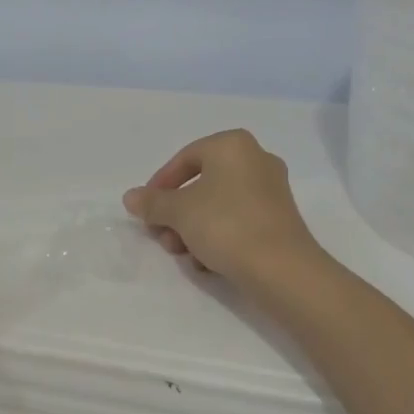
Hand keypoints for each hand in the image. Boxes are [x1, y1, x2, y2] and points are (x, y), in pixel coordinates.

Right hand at [122, 130, 325, 298]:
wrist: (282, 268)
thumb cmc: (226, 224)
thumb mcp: (179, 212)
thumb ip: (152, 202)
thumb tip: (131, 197)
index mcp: (233, 145)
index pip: (184, 159)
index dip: (160, 185)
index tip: (146, 212)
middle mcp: (256, 159)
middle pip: (201, 184)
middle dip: (177, 214)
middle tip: (162, 237)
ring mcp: (272, 190)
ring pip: (219, 205)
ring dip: (194, 229)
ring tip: (184, 256)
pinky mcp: (280, 218)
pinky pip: (239, 221)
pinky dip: (219, 237)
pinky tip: (208, 263)